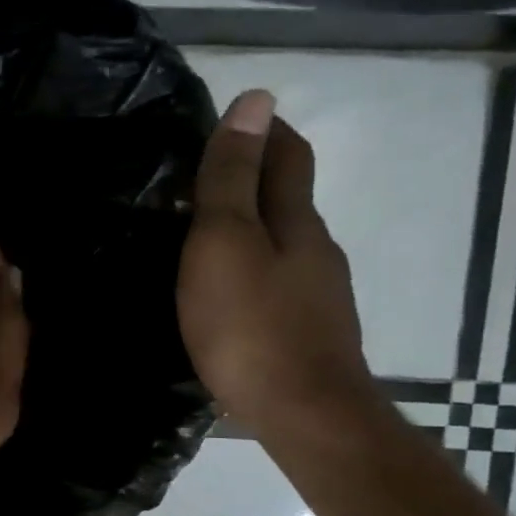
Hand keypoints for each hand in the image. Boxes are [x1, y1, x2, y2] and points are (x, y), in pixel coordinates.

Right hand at [178, 90, 375, 436]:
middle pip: (289, 199)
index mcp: (297, 222)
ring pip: (284, 244)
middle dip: (254, 177)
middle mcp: (317, 251)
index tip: (229, 118)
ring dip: (251, 228)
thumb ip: (233, 178)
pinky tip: (227, 292)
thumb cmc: (252, 326)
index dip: (263, 130)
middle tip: (197, 178)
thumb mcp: (226, 242)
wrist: (304, 416)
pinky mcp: (308, 335)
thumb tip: (256, 99)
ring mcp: (318, 296)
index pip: (287, 156)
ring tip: (201, 236)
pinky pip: (278, 283)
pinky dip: (253, 269)